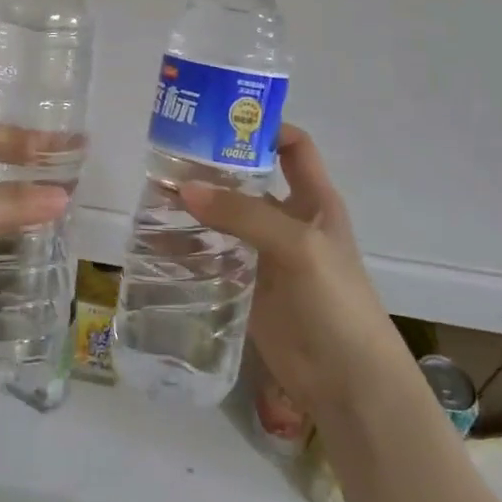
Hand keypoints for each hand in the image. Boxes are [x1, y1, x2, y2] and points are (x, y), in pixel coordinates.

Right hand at [181, 126, 400, 416]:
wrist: (349, 384)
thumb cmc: (335, 301)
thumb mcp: (297, 246)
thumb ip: (243, 214)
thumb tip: (183, 188)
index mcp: (314, 200)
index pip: (293, 146)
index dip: (264, 126)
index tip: (220, 117)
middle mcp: (288, 220)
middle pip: (248, 180)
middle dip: (212, 166)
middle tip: (167, 154)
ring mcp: (265, 254)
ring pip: (224, 218)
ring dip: (194, 206)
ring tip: (153, 194)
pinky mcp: (245, 286)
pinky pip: (212, 257)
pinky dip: (187, 248)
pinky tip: (156, 241)